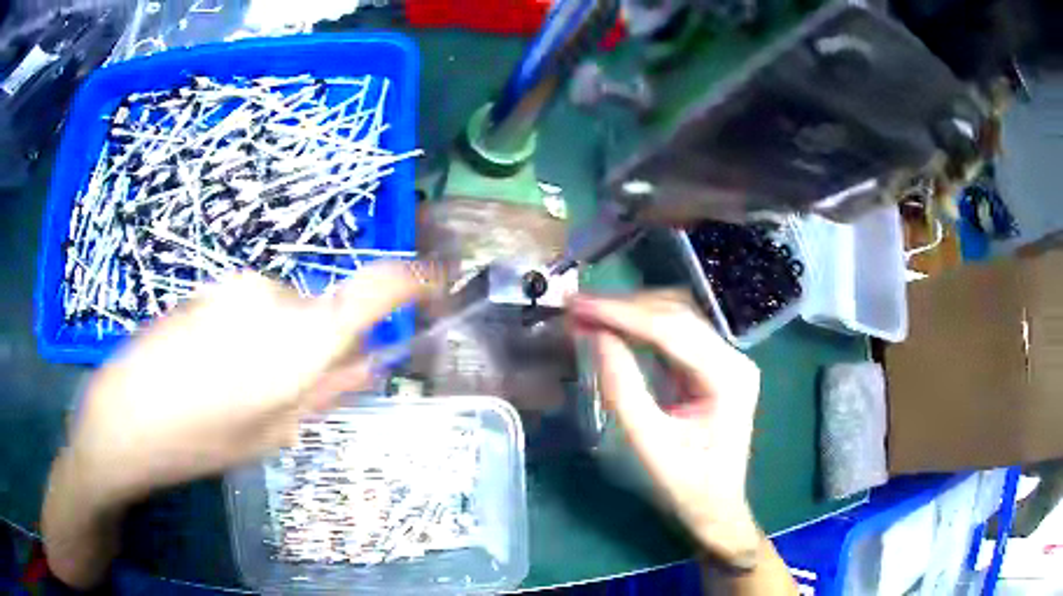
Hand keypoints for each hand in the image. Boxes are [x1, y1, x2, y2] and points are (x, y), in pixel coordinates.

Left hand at [66, 262, 428, 504]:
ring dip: (285, 344)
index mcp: (299, 338)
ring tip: (245, 388)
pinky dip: (254, 335)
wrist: (127, 412)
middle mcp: (274, 296)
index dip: (412, 282)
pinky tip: (218, 370)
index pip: (374, 290)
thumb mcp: (275, 431)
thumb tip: (370, 364)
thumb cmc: (204, 437)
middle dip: (325, 345)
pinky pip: (253, 308)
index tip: (434, 283)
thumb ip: (329, 391)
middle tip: (300, 391)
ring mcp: (237, 288)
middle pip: (324, 311)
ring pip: (286, 312)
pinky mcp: (211, 289)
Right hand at [569, 292, 762, 564]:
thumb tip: (598, 338)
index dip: (623, 313)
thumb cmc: (688, 486)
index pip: (673, 329)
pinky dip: (639, 328)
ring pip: (675, 317)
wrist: (716, 508)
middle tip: (577, 308)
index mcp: (728, 377)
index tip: (579, 306)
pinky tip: (612, 328)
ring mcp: (723, 360)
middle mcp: (733, 358)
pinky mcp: (709, 367)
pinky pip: (673, 335)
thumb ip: (624, 391)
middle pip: (677, 315)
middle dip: (625, 308)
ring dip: (631, 312)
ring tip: (588, 314)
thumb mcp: (651, 446)